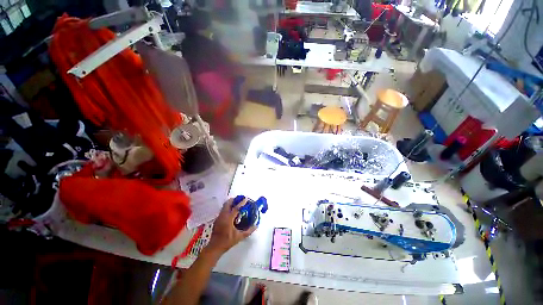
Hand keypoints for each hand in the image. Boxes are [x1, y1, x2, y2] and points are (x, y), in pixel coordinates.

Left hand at [206, 198, 256, 255]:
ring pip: (224, 206)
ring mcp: (219, 217)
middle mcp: (223, 216)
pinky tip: (232, 213)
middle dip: (234, 200)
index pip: (236, 208)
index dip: (241, 203)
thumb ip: (248, 231)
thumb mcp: (239, 237)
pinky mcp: (217, 219)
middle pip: (227, 203)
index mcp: (228, 219)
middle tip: (240, 199)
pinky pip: (223, 210)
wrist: (214, 247)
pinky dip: (228, 208)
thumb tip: (255, 226)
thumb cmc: (227, 242)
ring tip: (237, 204)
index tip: (246, 199)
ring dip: (230, 203)